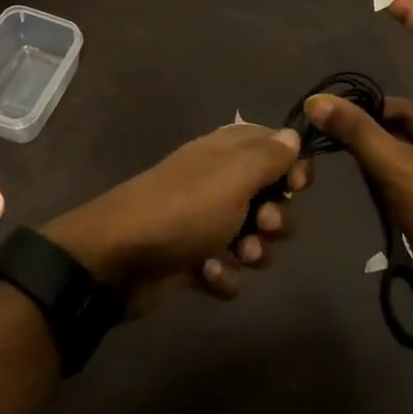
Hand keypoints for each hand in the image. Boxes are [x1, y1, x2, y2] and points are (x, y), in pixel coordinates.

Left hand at [44, 124, 310, 302]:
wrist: (116, 261)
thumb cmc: (183, 211)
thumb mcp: (233, 177)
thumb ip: (268, 157)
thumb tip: (292, 136)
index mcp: (225, 152)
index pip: (272, 145)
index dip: (291, 165)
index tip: (296, 186)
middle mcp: (216, 182)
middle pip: (268, 197)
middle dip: (275, 218)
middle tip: (263, 226)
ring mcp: (202, 223)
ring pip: (251, 238)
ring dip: (253, 252)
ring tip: (238, 257)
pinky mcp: (191, 260)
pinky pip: (225, 269)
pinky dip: (221, 277)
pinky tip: (207, 276)